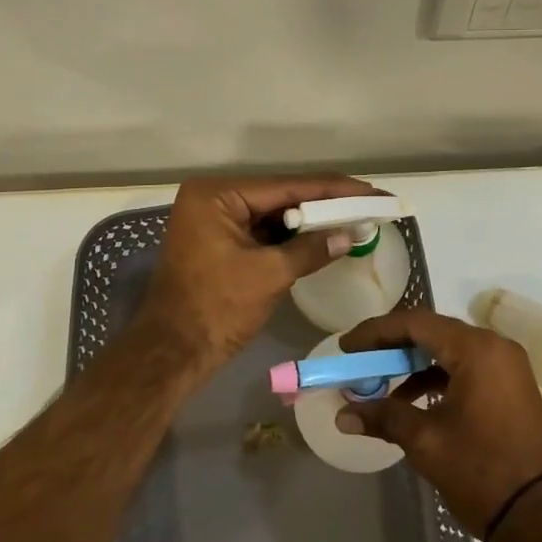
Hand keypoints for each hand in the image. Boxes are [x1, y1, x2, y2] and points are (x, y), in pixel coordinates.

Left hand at [138, 174, 380, 370]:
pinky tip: (323, 237)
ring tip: (354, 218)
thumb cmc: (215, 309)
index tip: (371, 191)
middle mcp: (213, 198)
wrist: (170, 355)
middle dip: (324, 204)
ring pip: (272, 215)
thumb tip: (349, 235)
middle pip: (280, 197)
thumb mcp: (269, 275)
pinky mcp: (218, 242)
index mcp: (217, 195)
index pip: (287, 186)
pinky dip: (290, 238)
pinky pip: (261, 232)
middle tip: (368, 204)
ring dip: (310, 221)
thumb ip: (311, 249)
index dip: (333, 190)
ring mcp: (213, 220)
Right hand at [337, 308, 541, 536]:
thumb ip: (384, 417)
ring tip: (380, 388)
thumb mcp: (426, 443)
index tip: (346, 348)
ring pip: (449, 351)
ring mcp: (507, 367)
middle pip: (432, 332)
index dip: (376, 332)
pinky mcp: (511, 388)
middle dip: (392, 348)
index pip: (415, 323)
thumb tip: (343, 415)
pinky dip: (436, 380)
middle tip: (360, 364)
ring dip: (413, 366)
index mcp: (476, 349)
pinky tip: (413, 404)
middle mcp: (494, 347)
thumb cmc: (483, 472)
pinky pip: (466, 369)